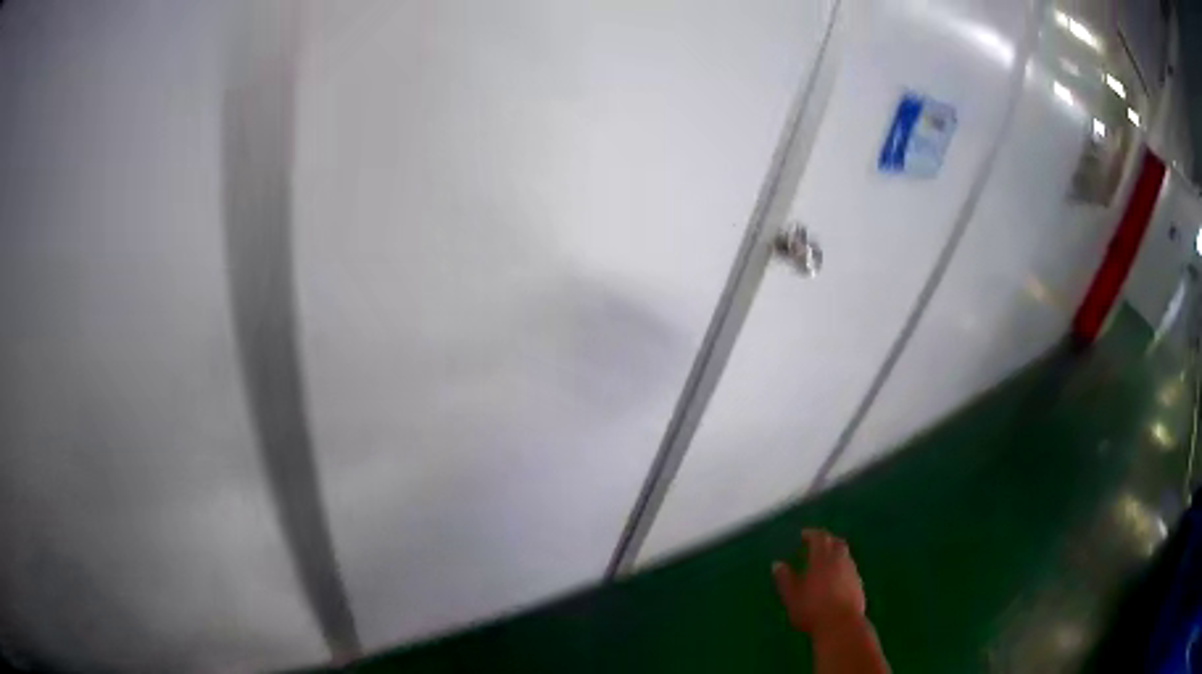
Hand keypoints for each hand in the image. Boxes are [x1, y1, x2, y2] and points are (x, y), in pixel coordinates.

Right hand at [772, 529, 865, 633]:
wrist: (841, 625)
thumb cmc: (812, 610)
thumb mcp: (791, 596)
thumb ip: (784, 578)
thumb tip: (777, 564)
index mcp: (822, 559)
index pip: (819, 537)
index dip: (811, 534)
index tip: (803, 534)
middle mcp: (840, 560)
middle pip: (836, 542)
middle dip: (826, 540)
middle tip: (816, 545)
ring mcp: (852, 571)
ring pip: (845, 555)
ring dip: (835, 553)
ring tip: (824, 563)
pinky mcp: (858, 583)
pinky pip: (849, 568)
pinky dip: (841, 567)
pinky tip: (834, 579)